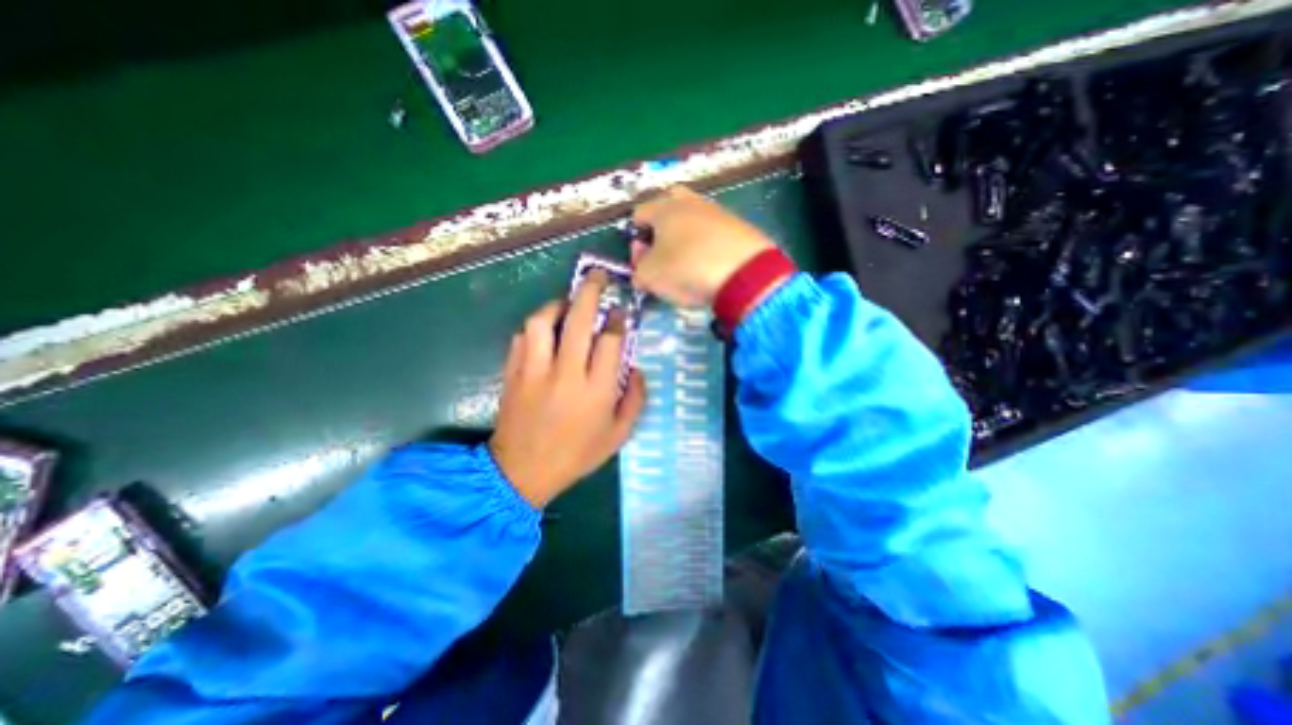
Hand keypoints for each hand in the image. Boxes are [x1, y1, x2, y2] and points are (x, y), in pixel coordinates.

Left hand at [488, 269, 644, 505]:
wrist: (522, 472)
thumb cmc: (576, 455)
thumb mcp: (618, 436)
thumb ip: (635, 400)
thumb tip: (636, 368)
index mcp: (596, 391)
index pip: (610, 341)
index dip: (617, 320)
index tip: (620, 312)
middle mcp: (565, 374)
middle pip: (578, 321)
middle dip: (590, 292)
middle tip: (598, 277)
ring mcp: (534, 372)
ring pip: (542, 322)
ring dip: (556, 306)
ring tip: (566, 303)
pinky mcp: (512, 373)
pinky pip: (521, 338)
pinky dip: (534, 327)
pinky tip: (544, 330)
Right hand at [628, 185, 769, 304]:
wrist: (745, 273)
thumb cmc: (687, 269)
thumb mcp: (650, 276)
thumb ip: (638, 269)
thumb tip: (641, 266)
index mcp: (663, 208)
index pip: (639, 214)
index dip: (635, 238)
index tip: (642, 261)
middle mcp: (690, 202)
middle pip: (667, 208)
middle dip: (661, 229)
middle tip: (663, 254)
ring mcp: (717, 211)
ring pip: (692, 219)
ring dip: (685, 238)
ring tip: (688, 264)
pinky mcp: (739, 225)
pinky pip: (713, 232)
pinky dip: (707, 245)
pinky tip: (710, 265)